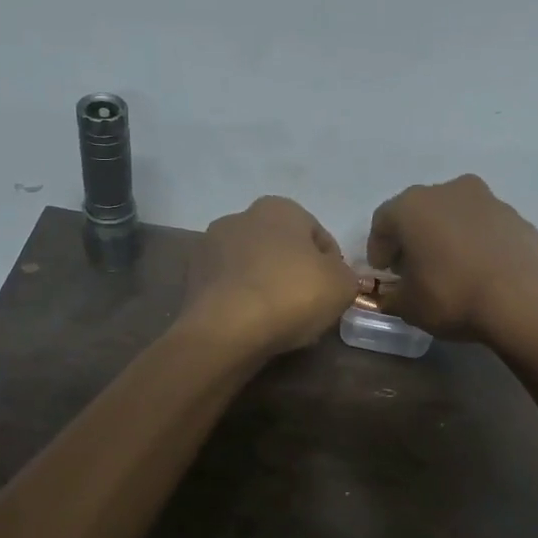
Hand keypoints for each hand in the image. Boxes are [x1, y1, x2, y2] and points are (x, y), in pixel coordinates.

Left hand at [184, 196, 358, 358]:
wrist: (227, 329)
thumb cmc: (291, 295)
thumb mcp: (342, 285)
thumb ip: (346, 275)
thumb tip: (334, 277)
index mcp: (279, 208)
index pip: (318, 236)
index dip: (332, 266)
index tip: (333, 293)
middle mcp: (240, 217)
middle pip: (281, 249)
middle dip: (294, 273)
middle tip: (308, 307)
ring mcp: (210, 247)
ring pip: (253, 268)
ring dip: (266, 287)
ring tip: (279, 321)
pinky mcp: (191, 278)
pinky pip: (230, 288)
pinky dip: (243, 302)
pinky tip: (253, 326)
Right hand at [366, 175, 537, 344]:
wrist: (526, 300)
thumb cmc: (453, 296)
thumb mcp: (409, 307)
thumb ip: (392, 296)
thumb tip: (391, 294)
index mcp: (412, 206)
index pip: (383, 221)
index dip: (379, 248)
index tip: (384, 272)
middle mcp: (448, 191)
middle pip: (420, 212)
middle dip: (413, 238)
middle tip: (414, 268)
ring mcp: (487, 200)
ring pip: (455, 215)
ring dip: (446, 236)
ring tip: (450, 270)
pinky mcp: (517, 216)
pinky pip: (484, 227)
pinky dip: (476, 242)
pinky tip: (480, 271)